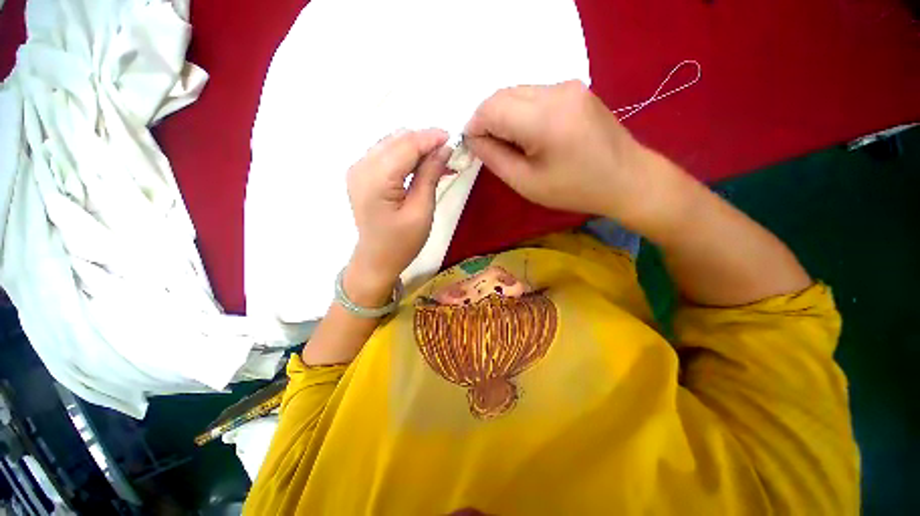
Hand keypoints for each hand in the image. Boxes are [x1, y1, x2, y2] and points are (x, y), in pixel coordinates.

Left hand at [345, 129, 451, 304]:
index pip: (406, 145)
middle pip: (397, 140)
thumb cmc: (402, 242)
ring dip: (416, 149)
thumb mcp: (421, 212)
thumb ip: (429, 176)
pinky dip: (405, 157)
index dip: (430, 138)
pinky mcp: (361, 175)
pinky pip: (386, 155)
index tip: (452, 137)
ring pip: (391, 144)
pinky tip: (421, 167)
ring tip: (438, 162)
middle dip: (424, 142)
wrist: (377, 260)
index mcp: (376, 179)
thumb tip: (443, 149)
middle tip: (448, 155)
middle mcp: (361, 167)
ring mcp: (358, 169)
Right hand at [464, 80, 675, 227]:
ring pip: (517, 92)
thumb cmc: (575, 189)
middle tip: (490, 147)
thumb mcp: (527, 183)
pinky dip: (521, 111)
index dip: (475, 126)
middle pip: (503, 94)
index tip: (473, 146)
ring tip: (510, 143)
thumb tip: (474, 139)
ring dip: (503, 114)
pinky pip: (534, 94)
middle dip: (487, 119)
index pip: (492, 108)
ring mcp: (569, 86)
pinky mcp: (575, 89)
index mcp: (544, 119)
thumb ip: (495, 158)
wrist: (627, 178)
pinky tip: (527, 133)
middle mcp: (557, 91)